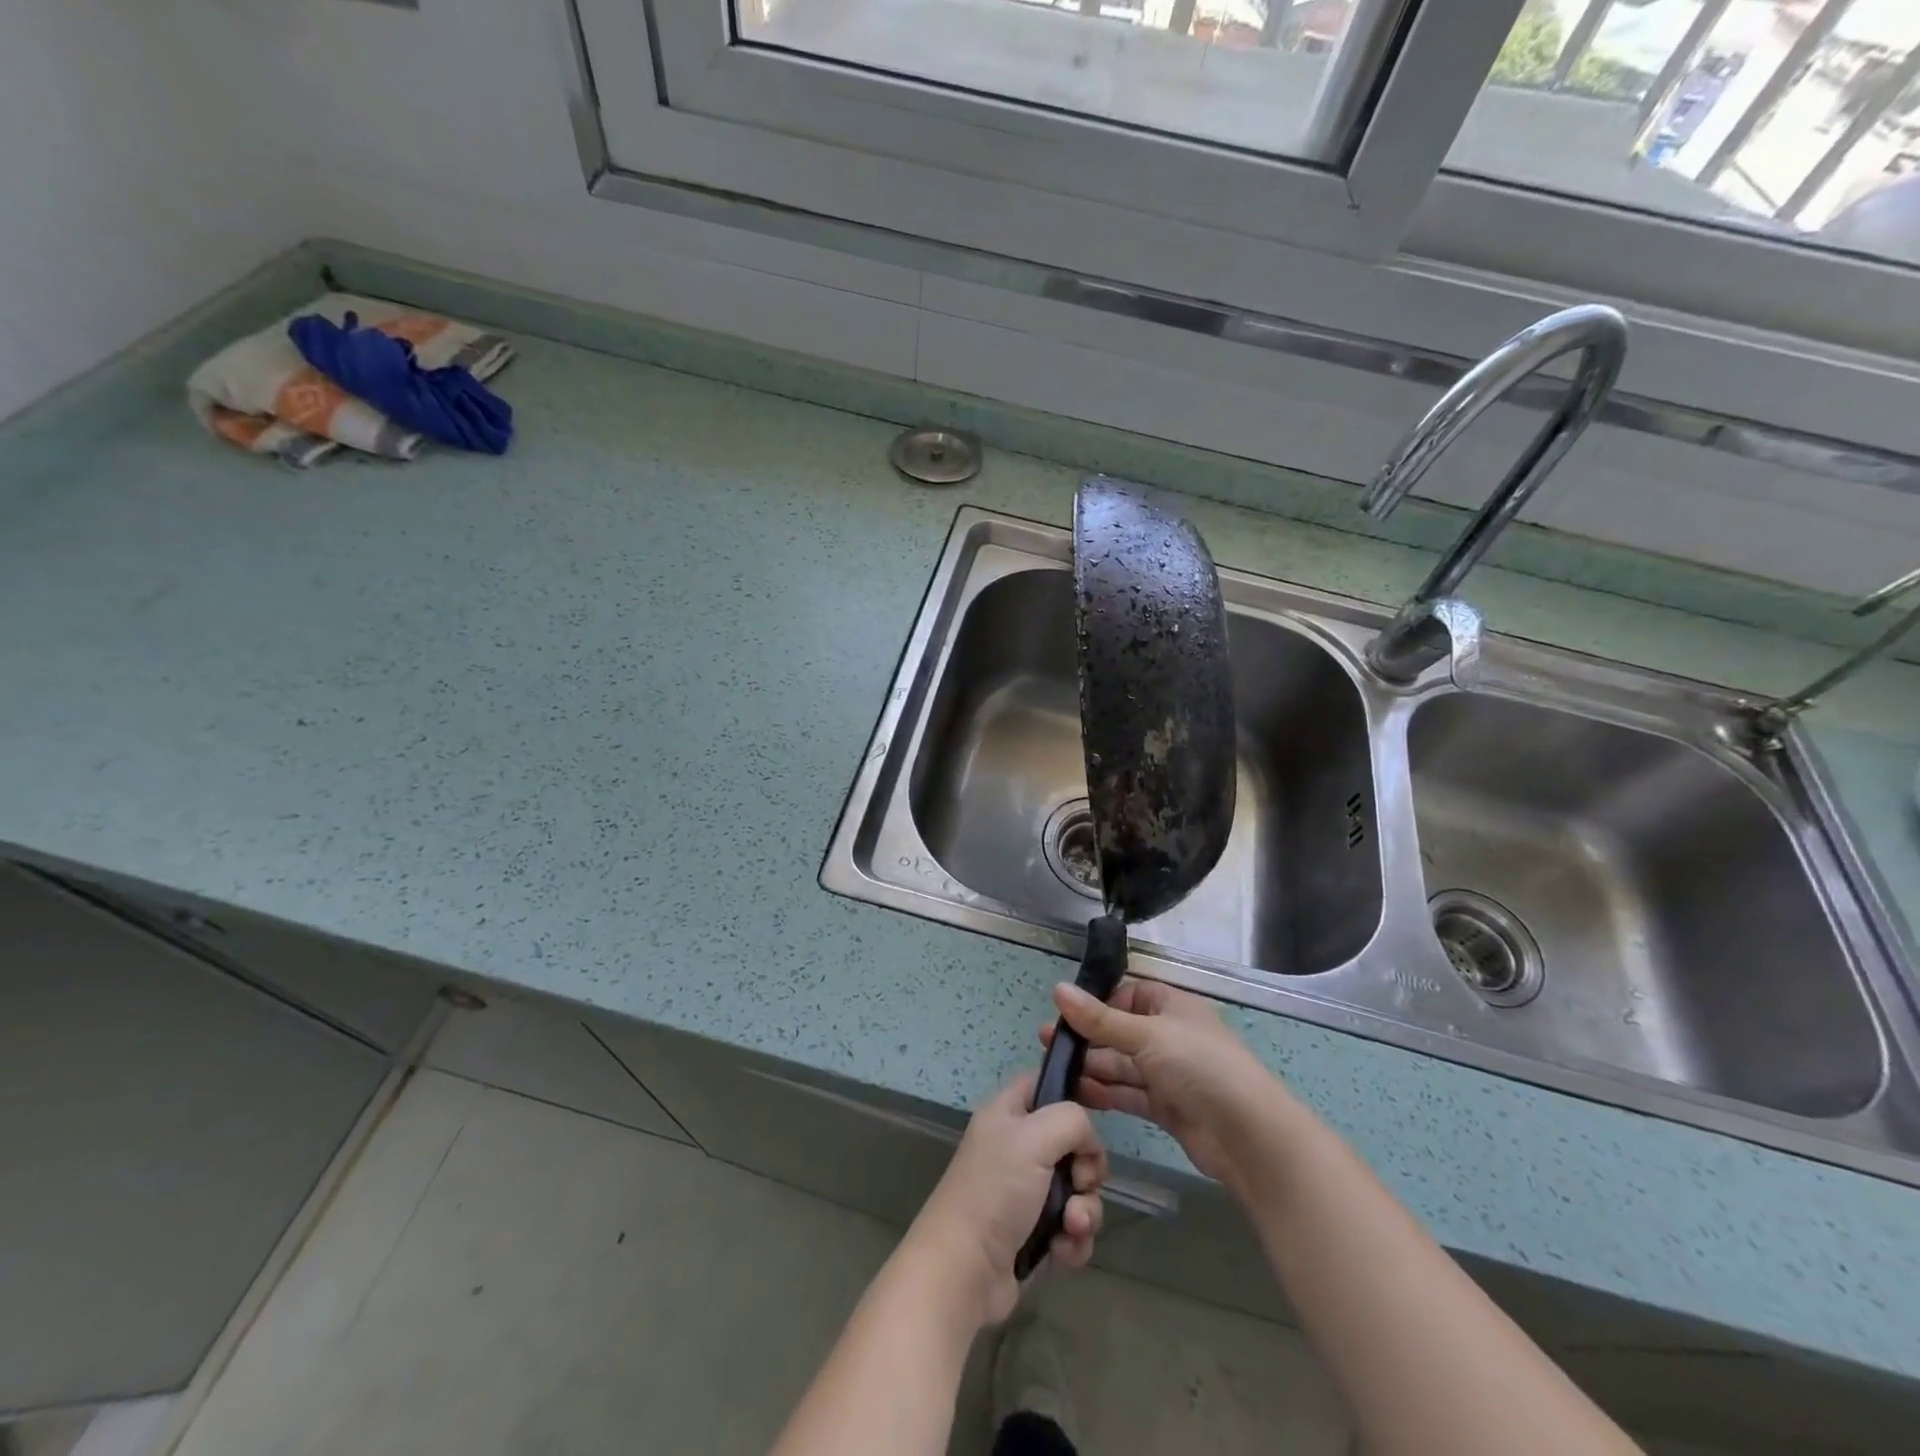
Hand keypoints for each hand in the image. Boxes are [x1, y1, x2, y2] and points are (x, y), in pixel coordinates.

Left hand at [903, 1072, 1106, 1328]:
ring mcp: (1028, 1193)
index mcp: (1008, 1114)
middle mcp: (1018, 1148)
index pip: (1043, 1083)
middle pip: (1072, 1142)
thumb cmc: (996, 1191)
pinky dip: (1074, 1240)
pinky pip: (1073, 1228)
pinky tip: (1061, 1251)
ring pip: (1079, 1190)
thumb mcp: (1033, 1138)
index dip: (1071, 1091)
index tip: (1097, 1110)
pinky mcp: (1037, 1234)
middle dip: (1087, 1167)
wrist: (965, 1270)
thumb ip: (1071, 1121)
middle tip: (1079, 1181)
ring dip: (1084, 1210)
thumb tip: (1088, 1141)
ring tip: (1071, 1225)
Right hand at [1044, 977, 1287, 1188]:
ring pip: (1122, 1064)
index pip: (1129, 995)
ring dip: (1092, 1066)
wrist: (1248, 1135)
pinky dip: (1106, 1092)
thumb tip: (1058, 989)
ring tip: (1054, 1069)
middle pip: (1121, 1031)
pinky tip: (1078, 1093)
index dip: (1100, 1002)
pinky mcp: (1167, 1107)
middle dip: (1087, 1037)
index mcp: (1172, 1006)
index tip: (1066, 1012)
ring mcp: (1169, 1073)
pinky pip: (1129, 1093)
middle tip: (1047, 1042)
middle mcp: (1170, 1035)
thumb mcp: (1147, 1035)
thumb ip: (1100, 1018)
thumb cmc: (1199, 1066)